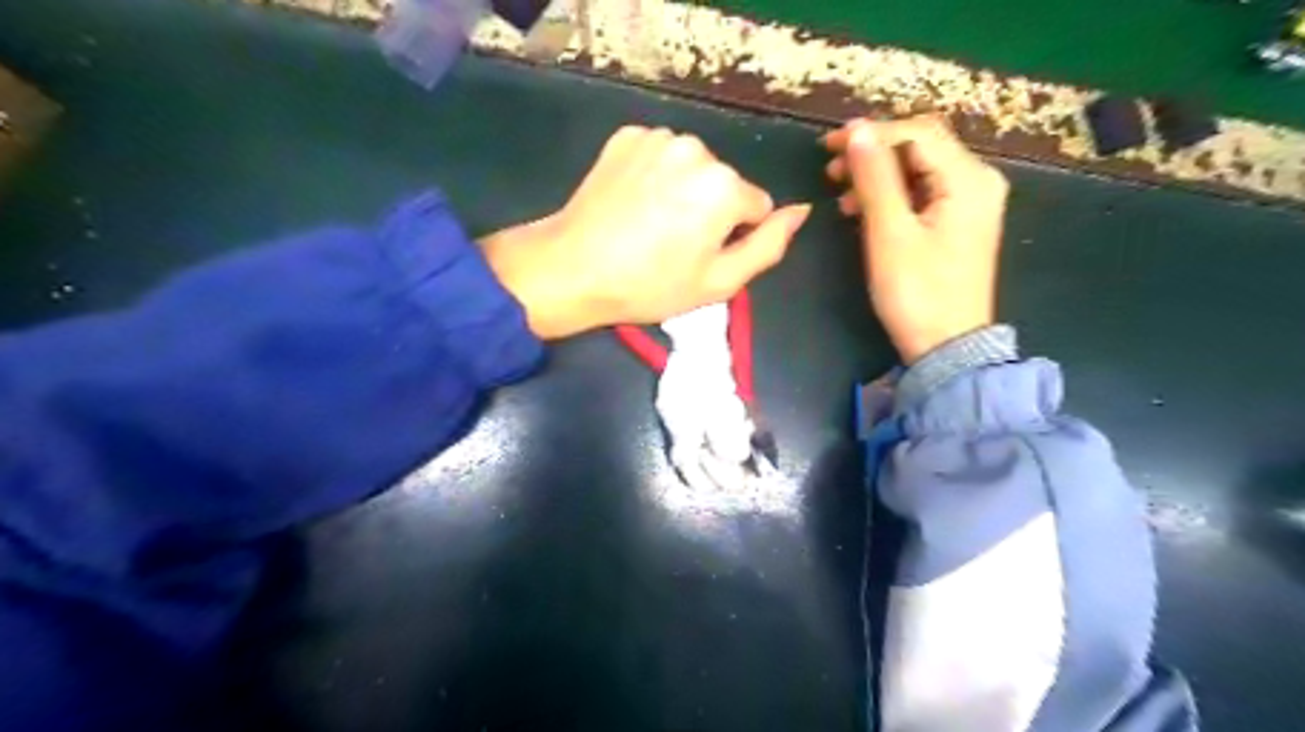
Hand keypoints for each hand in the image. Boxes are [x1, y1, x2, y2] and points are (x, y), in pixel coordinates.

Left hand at [478, 127, 805, 340]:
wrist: (574, 268)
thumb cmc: (650, 285)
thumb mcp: (720, 282)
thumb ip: (769, 246)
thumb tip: (800, 211)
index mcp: (724, 186)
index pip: (756, 207)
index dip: (733, 237)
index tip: (701, 257)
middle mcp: (697, 149)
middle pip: (724, 183)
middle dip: (709, 211)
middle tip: (672, 245)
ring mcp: (658, 137)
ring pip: (693, 168)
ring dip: (682, 191)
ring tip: (650, 224)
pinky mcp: (627, 135)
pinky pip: (660, 155)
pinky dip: (654, 175)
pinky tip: (633, 202)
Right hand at [824, 114, 1006, 363]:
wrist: (947, 347)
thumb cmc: (917, 293)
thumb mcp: (890, 234)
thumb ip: (875, 178)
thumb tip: (857, 132)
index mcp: (968, 179)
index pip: (917, 132)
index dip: (872, 133)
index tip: (829, 145)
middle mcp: (977, 182)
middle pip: (921, 146)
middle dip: (874, 151)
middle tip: (831, 168)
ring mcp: (969, 203)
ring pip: (918, 169)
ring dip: (878, 174)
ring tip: (840, 194)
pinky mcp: (957, 223)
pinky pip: (921, 192)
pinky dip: (890, 194)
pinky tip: (862, 210)